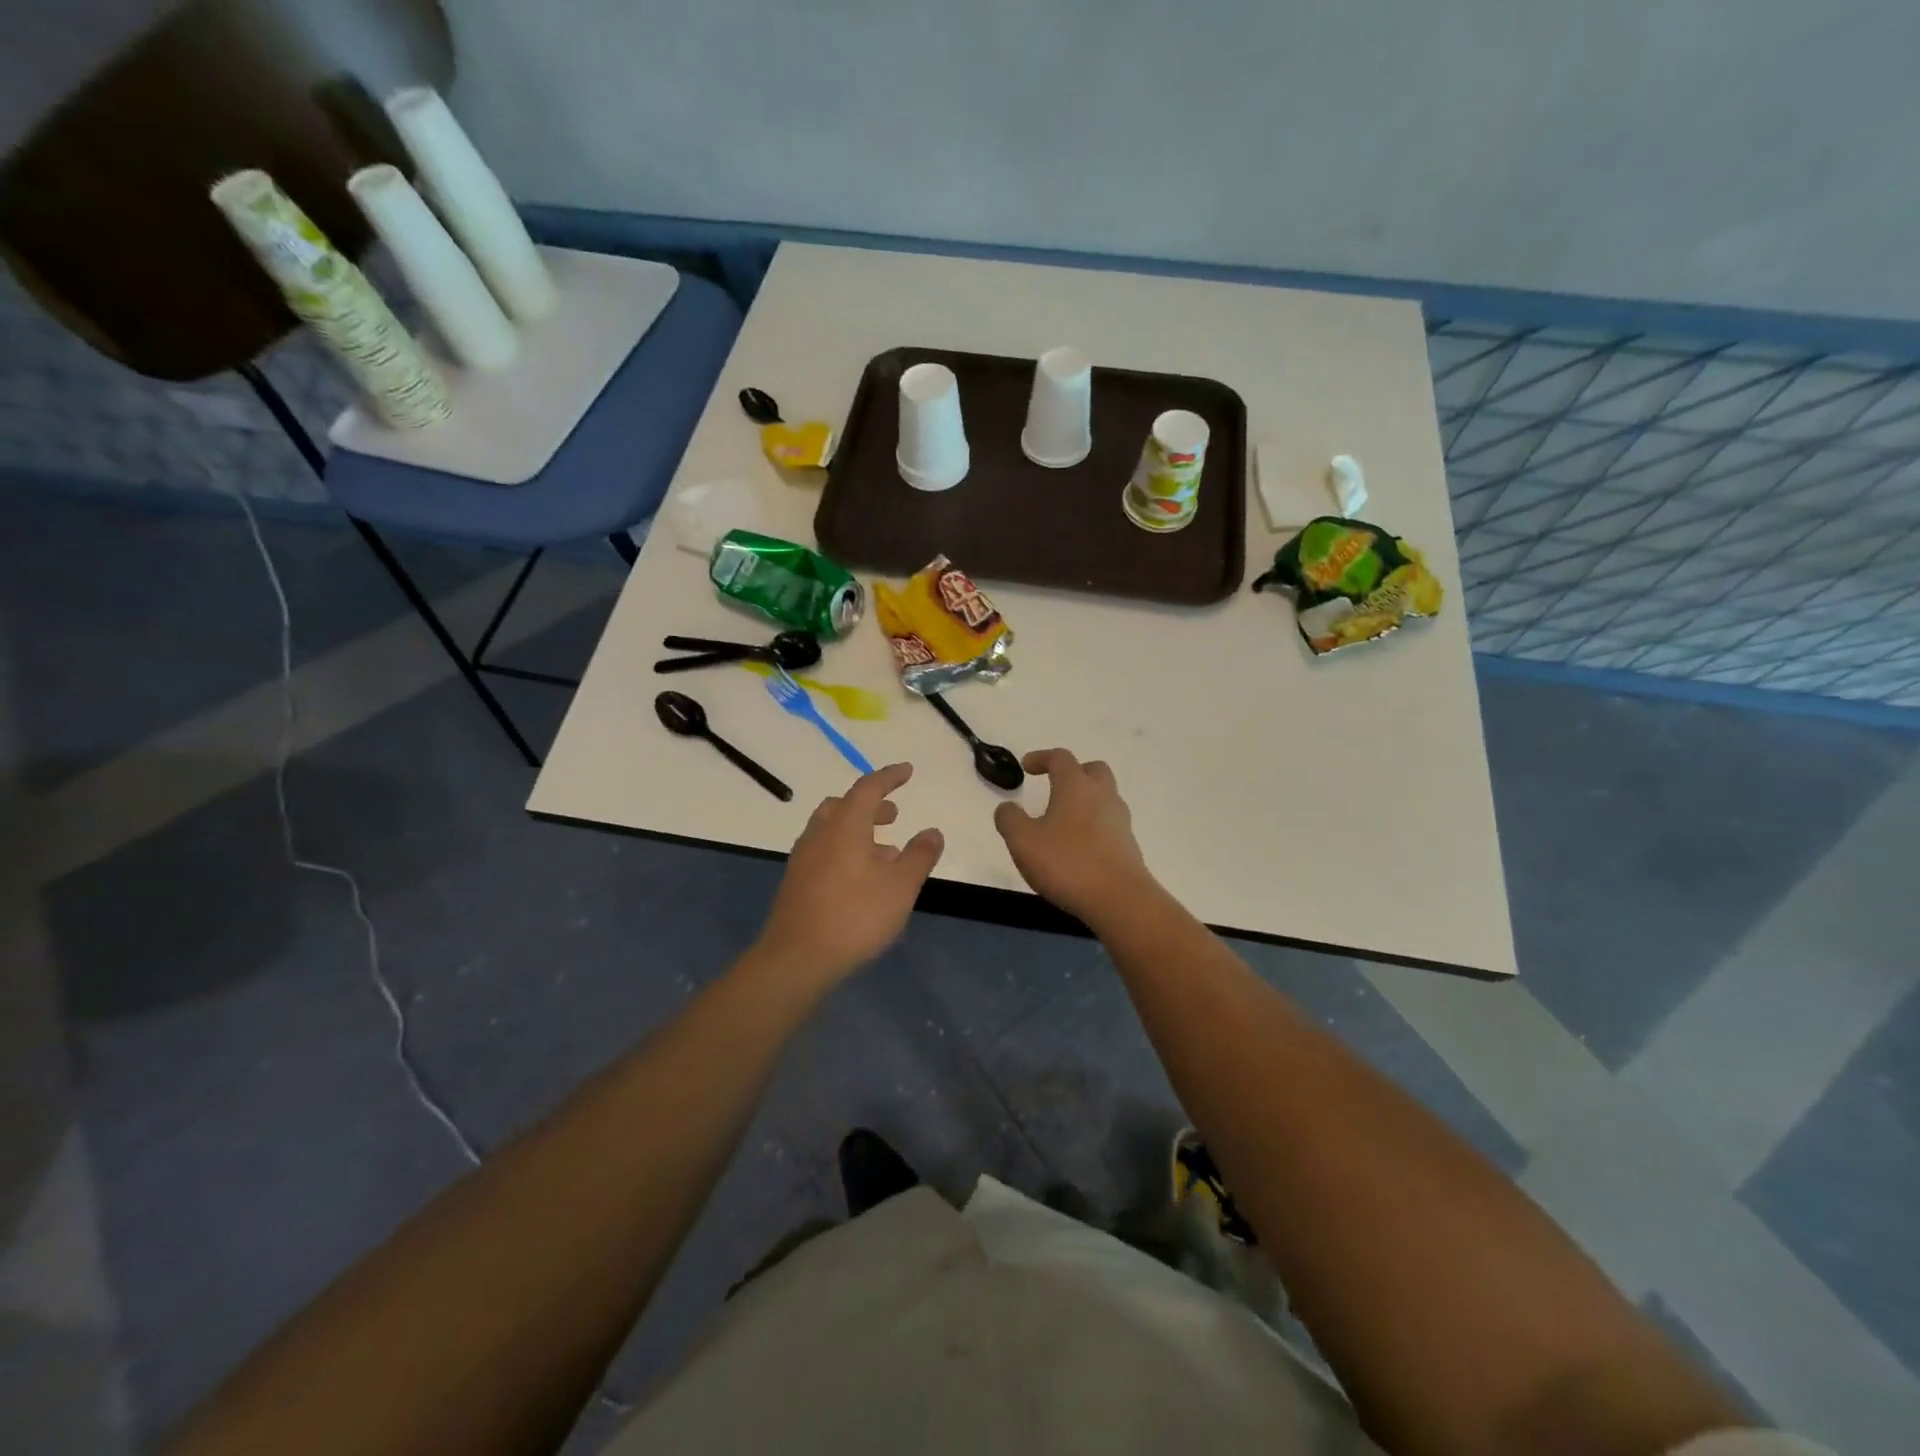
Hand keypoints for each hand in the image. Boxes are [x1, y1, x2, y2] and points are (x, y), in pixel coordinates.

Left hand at [753, 763, 944, 987]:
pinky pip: (823, 851)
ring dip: (858, 829)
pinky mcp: (796, 882)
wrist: (797, 958)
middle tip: (893, 814)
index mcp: (845, 826)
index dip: (889, 777)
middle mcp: (819, 834)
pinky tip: (861, 878)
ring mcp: (803, 858)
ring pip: (831, 829)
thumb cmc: (855, 916)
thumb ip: (919, 856)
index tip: (907, 771)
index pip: (867, 788)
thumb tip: (932, 832)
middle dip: (870, 805)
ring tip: (884, 850)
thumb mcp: (900, 886)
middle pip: (844, 806)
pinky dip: (845, 849)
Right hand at [993, 749, 1155, 922]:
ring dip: (1084, 800)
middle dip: (1072, 773)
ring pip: (1104, 797)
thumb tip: (1007, 808)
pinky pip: (1109, 823)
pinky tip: (1077, 846)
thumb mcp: (1023, 841)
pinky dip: (1093, 825)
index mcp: (1076, 787)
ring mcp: (1120, 821)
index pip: (1060, 758)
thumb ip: (1010, 820)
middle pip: (1092, 770)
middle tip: (1054, 786)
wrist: (1119, 900)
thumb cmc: (1067, 863)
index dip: (1042, 758)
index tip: (1026, 767)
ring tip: (1062, 821)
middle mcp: (1102, 796)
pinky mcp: (1128, 845)